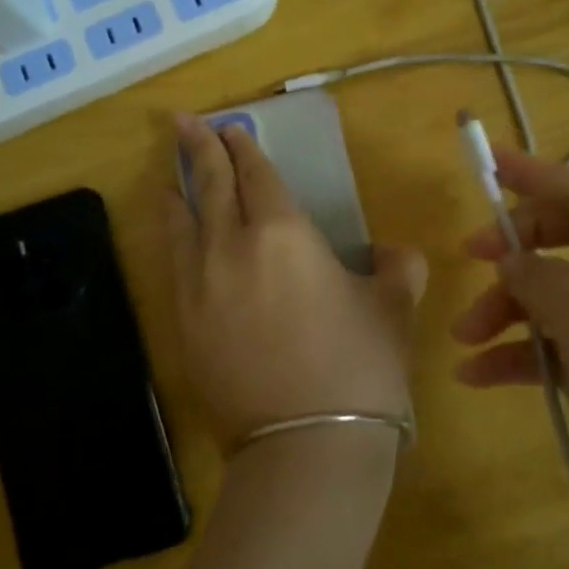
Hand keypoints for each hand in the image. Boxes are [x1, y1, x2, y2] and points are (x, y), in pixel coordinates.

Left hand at [165, 114, 427, 473]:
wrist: (306, 446)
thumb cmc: (359, 367)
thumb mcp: (393, 310)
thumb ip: (398, 268)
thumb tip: (397, 253)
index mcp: (283, 233)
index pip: (256, 175)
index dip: (244, 148)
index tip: (233, 128)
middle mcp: (230, 248)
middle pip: (210, 186)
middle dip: (199, 149)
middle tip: (183, 123)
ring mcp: (199, 287)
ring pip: (182, 224)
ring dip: (178, 193)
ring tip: (170, 178)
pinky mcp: (182, 325)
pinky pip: (173, 265)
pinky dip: (173, 240)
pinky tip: (175, 238)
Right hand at [450, 150, 568, 563]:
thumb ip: (544, 280)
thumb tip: (511, 261)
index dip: (534, 175)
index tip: (485, 162)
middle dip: (516, 254)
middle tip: (467, 262)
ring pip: (562, 297)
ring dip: (510, 311)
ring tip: (464, 341)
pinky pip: (565, 346)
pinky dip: (524, 354)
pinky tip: (479, 375)